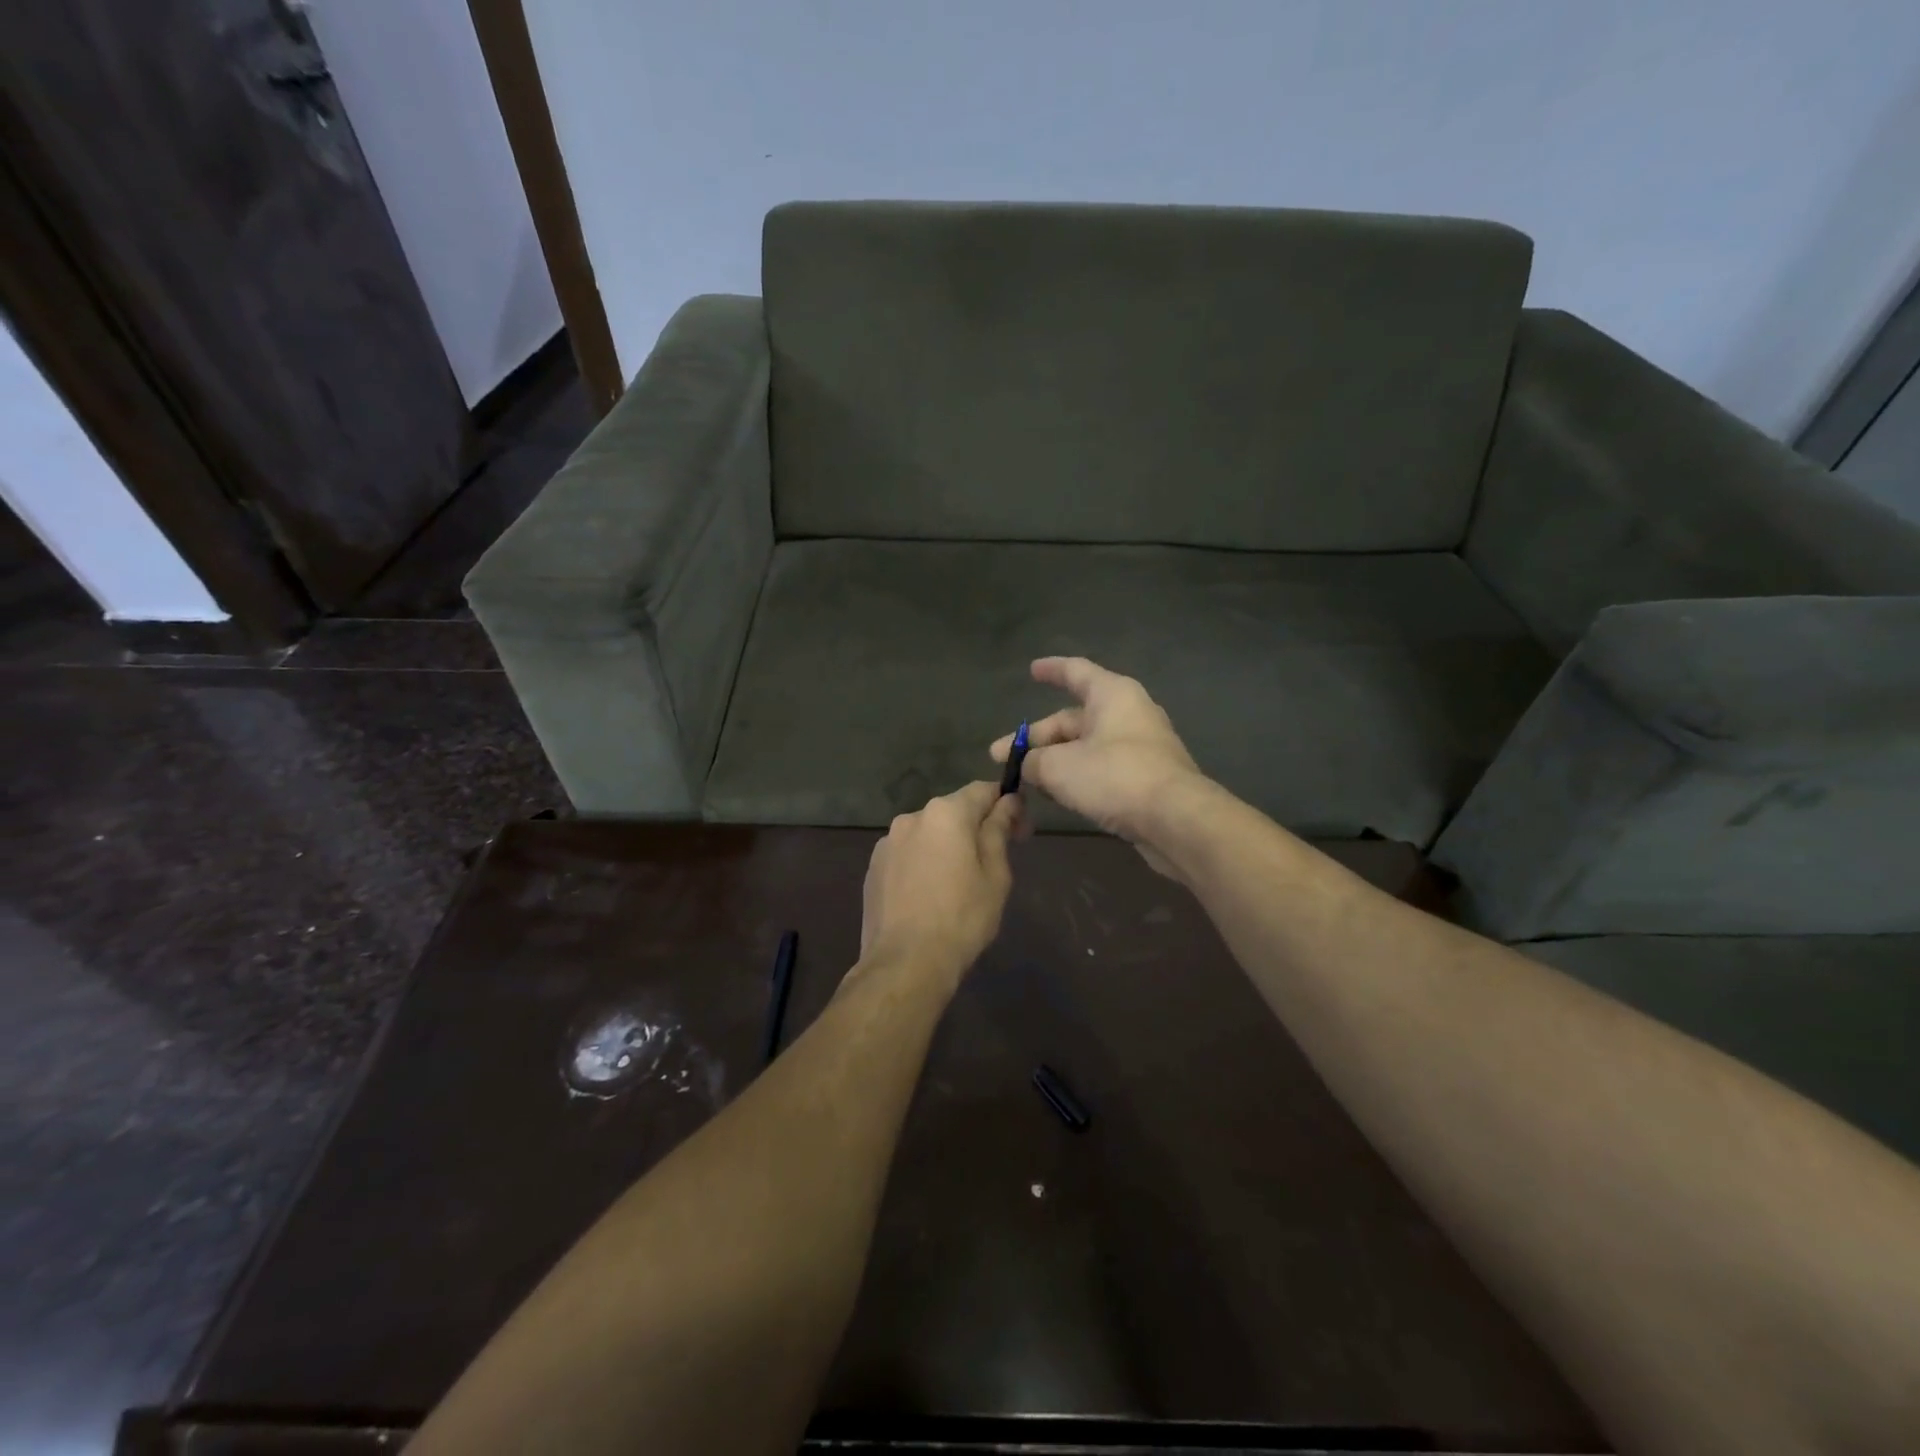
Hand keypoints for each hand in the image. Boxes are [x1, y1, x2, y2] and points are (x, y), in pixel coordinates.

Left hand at [860, 781, 1021, 979]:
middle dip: (977, 827)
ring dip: (947, 845)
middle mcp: (912, 817)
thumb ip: (999, 830)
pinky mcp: (873, 867)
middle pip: (954, 811)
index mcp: (946, 813)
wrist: (905, 963)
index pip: (983, 790)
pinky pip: (908, 854)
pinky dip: (923, 863)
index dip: (1007, 804)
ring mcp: (887, 842)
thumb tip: (1008, 802)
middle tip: (996, 860)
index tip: (1021, 830)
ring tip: (959, 882)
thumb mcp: (994, 875)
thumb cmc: (962, 918)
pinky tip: (930, 894)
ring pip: (928, 833)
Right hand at [990, 657, 1207, 876]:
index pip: (1075, 671)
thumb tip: (1029, 766)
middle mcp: (1129, 713)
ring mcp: (1140, 747)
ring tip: (1025, 781)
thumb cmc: (1115, 777)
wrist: (1176, 820)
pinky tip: (1056, 795)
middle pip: (1073, 718)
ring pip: (1086, 746)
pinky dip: (1077, 776)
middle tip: (1001, 758)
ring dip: (1054, 760)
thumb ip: (1034, 762)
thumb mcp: (1058, 767)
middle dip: (1036, 738)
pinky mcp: (1145, 777)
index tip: (1031, 670)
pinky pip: (1102, 768)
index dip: (1050, 670)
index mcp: (1112, 694)